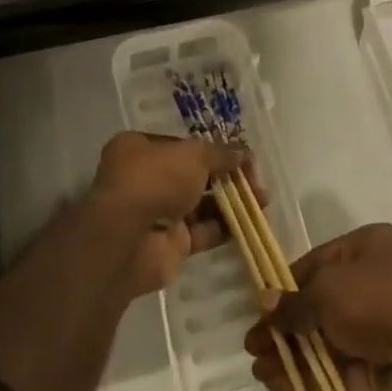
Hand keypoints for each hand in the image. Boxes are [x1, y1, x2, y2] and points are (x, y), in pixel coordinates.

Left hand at [90, 131, 247, 293]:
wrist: (129, 239)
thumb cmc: (155, 179)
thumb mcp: (193, 155)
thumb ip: (220, 153)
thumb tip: (243, 152)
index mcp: (137, 149)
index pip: (180, 145)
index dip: (210, 149)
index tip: (238, 155)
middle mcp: (144, 179)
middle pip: (192, 176)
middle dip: (225, 177)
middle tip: (255, 180)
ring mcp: (156, 213)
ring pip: (199, 205)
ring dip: (230, 202)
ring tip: (262, 200)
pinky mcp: (169, 245)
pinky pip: (201, 232)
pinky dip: (224, 228)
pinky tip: (250, 222)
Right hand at [245, 224, 391, 390]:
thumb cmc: (379, 303)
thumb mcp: (328, 292)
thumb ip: (295, 302)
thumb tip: (267, 303)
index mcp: (371, 246)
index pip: (319, 261)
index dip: (287, 285)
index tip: (261, 308)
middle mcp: (380, 279)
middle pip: (323, 302)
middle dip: (287, 326)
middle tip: (253, 347)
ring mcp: (387, 323)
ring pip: (331, 337)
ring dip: (296, 354)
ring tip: (260, 373)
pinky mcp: (389, 364)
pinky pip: (345, 366)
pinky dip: (316, 375)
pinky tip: (282, 388)